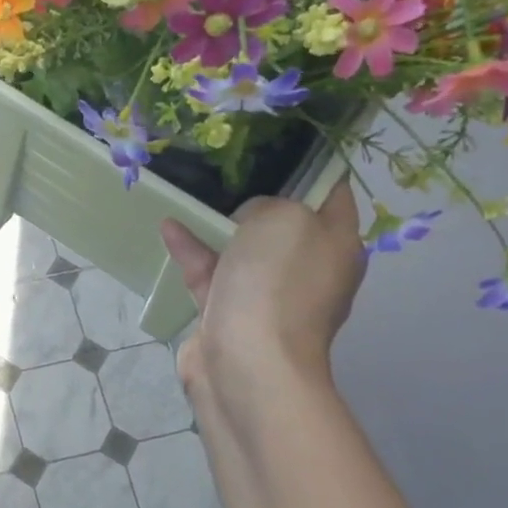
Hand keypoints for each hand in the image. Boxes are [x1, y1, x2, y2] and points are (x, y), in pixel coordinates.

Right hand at [159, 181, 365, 414]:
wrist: (248, 364)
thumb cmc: (277, 284)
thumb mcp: (282, 218)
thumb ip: (267, 203)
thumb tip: (248, 221)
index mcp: (337, 244)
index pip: (334, 193)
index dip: (311, 166)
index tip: (278, 143)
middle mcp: (308, 268)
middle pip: (284, 221)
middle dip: (257, 195)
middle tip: (227, 167)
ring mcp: (268, 294)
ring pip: (242, 248)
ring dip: (217, 224)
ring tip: (190, 196)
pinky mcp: (229, 313)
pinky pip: (211, 272)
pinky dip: (193, 250)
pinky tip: (169, 227)